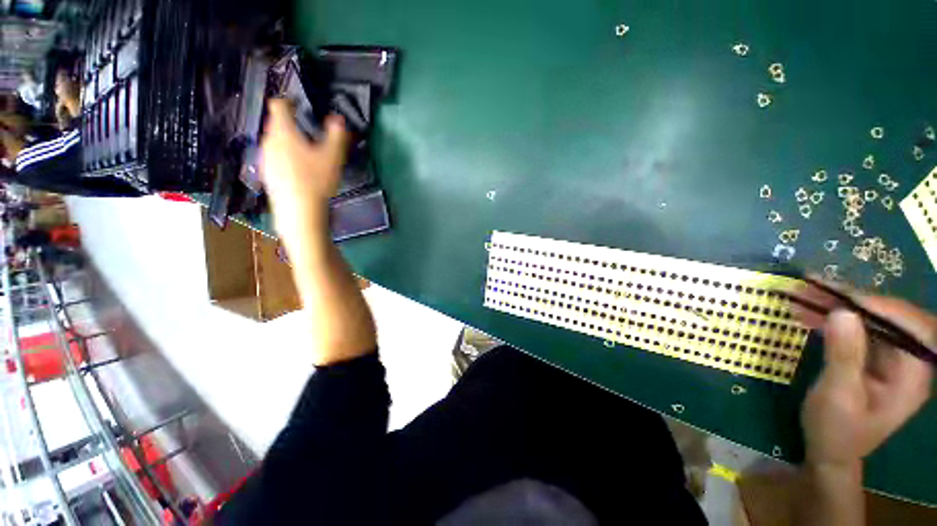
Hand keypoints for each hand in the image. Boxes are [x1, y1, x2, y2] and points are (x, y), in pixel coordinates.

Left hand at [260, 99, 349, 244]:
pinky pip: (273, 158)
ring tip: (302, 151)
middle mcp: (269, 141)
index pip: (279, 105)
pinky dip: (283, 157)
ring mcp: (265, 159)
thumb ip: (336, 134)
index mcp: (283, 131)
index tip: (298, 103)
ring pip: (273, 142)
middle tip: (306, 130)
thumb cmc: (316, 180)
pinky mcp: (266, 174)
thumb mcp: (333, 156)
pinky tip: (296, 170)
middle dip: (289, 123)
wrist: (299, 210)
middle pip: (275, 124)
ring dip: (286, 141)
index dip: (288, 101)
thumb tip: (338, 118)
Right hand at [796, 288, 933, 467]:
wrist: (829, 451)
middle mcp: (909, 361)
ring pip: (872, 319)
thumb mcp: (837, 396)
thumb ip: (844, 356)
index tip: (839, 294)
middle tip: (814, 286)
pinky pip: (859, 328)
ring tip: (804, 295)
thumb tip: (842, 313)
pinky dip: (834, 318)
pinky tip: (810, 313)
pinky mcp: (874, 356)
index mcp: (912, 375)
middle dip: (853, 300)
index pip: (908, 327)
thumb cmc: (835, 430)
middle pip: (890, 317)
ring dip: (839, 306)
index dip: (878, 306)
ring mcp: (892, 358)